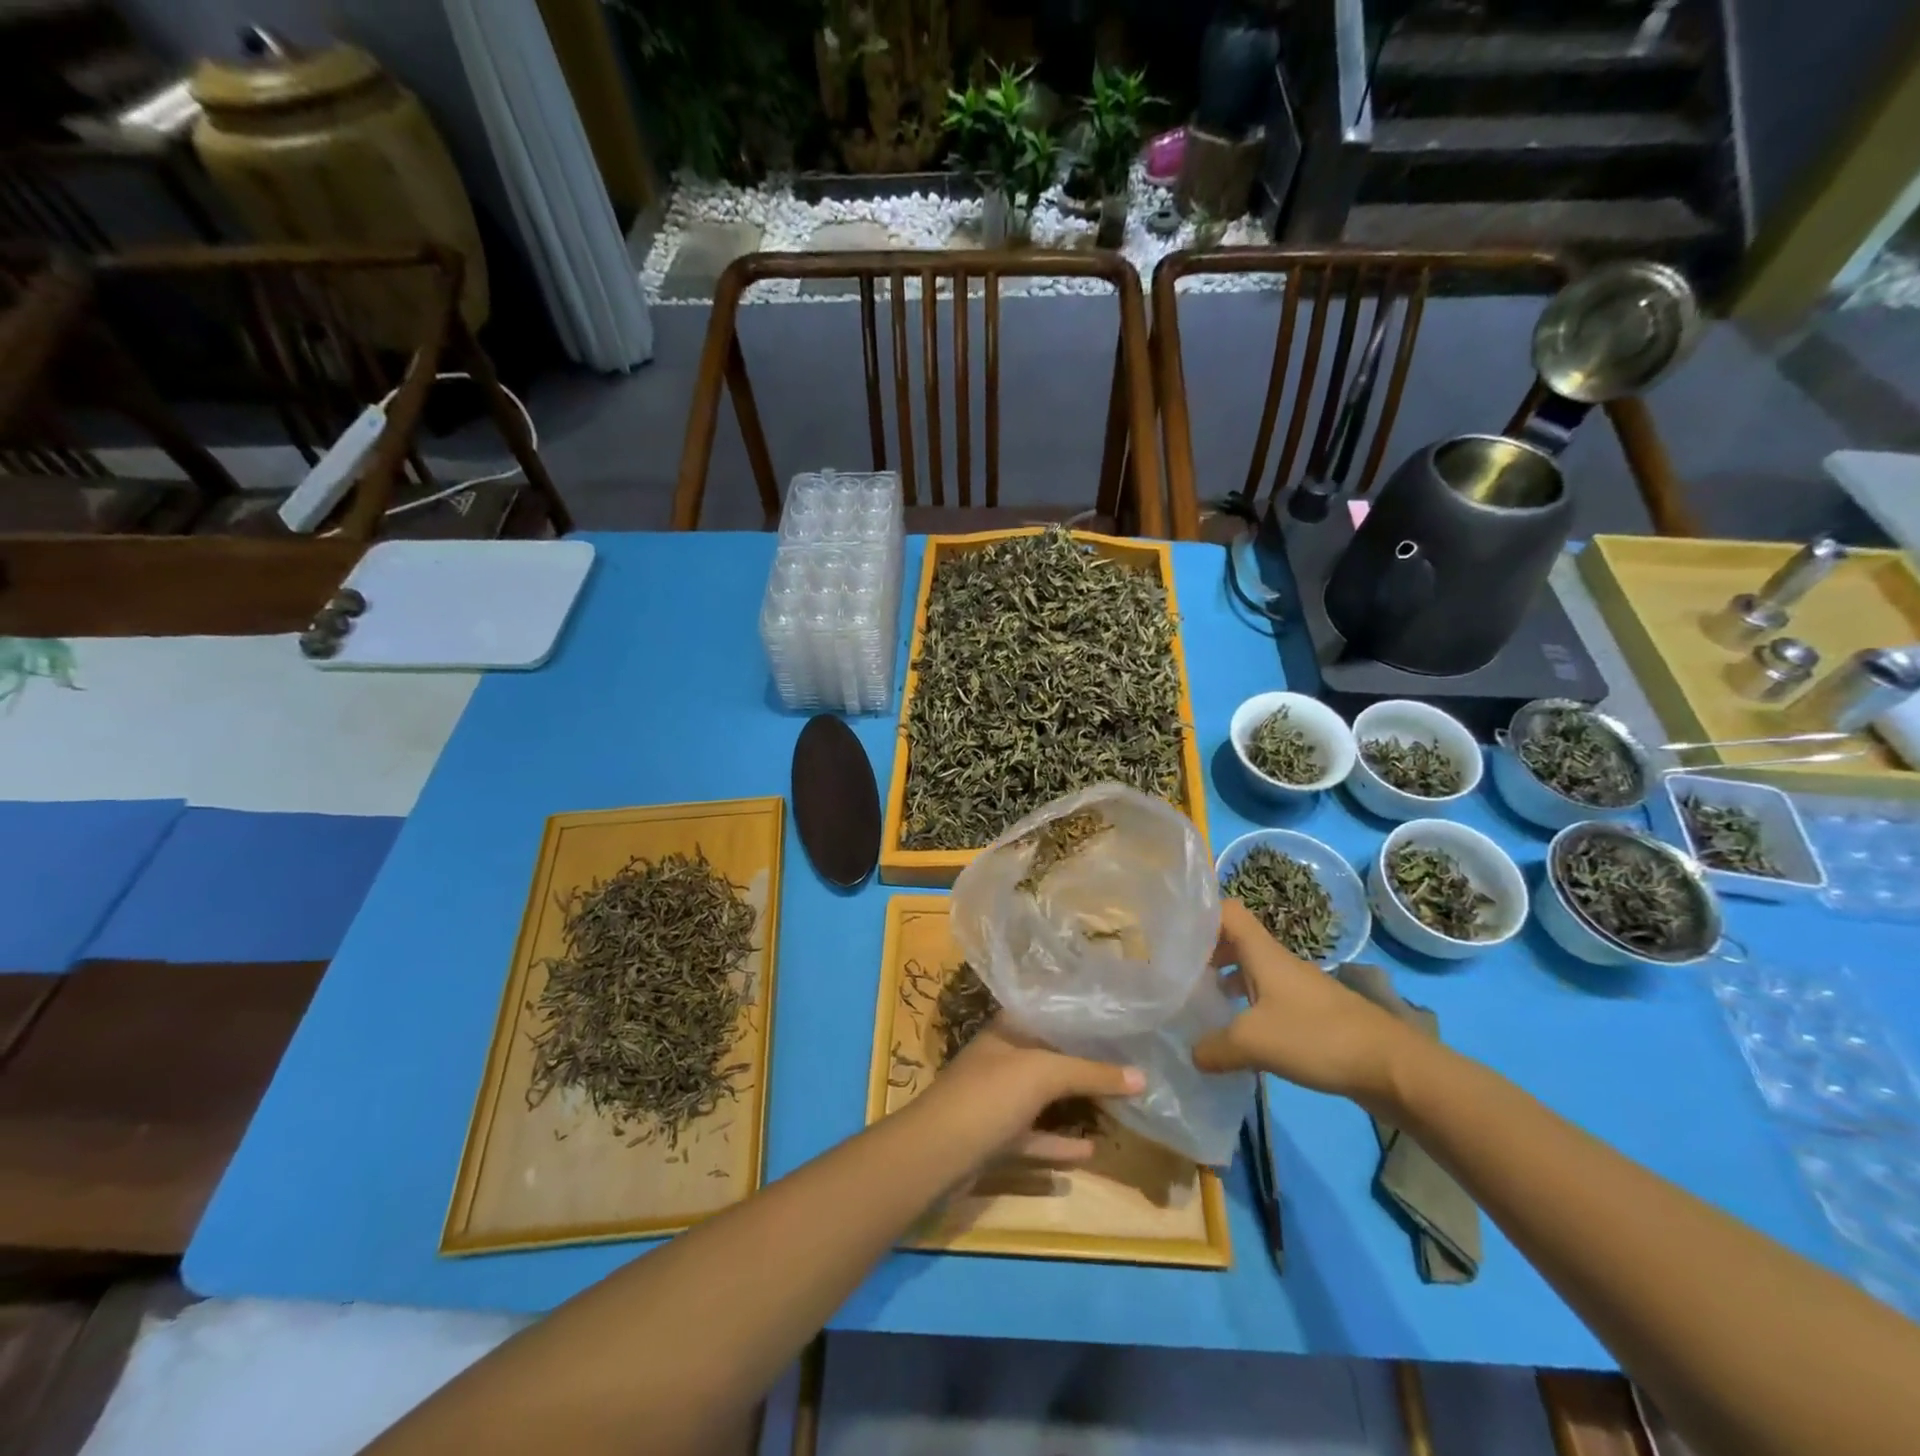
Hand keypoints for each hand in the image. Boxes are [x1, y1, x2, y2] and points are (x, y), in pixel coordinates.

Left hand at [920, 1016, 1143, 1164]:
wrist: (936, 1155)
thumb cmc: (988, 1096)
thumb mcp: (1042, 1074)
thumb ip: (1090, 1072)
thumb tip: (1142, 1076)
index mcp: (1006, 1031)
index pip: (1046, 1012)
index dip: (1078, 1014)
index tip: (1115, 1018)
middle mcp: (1001, 1059)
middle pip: (1048, 1055)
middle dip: (1084, 1060)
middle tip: (1127, 1061)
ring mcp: (997, 1099)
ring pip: (1043, 1097)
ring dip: (1075, 1101)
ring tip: (1117, 1103)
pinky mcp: (996, 1138)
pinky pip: (1036, 1136)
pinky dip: (1060, 1142)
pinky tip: (1092, 1150)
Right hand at [1193, 899, 1414, 1105]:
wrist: (1391, 1066)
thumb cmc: (1317, 1037)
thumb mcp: (1253, 1042)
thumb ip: (1214, 1047)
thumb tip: (1191, 1054)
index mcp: (1262, 953)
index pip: (1227, 911)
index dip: (1200, 914)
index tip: (1173, 933)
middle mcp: (1277, 962)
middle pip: (1235, 940)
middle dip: (1205, 952)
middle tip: (1178, 973)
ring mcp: (1296, 987)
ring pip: (1250, 970)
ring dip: (1225, 980)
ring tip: (1200, 1003)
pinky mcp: (1310, 1013)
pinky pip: (1267, 997)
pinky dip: (1246, 1006)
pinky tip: (1237, 1035)